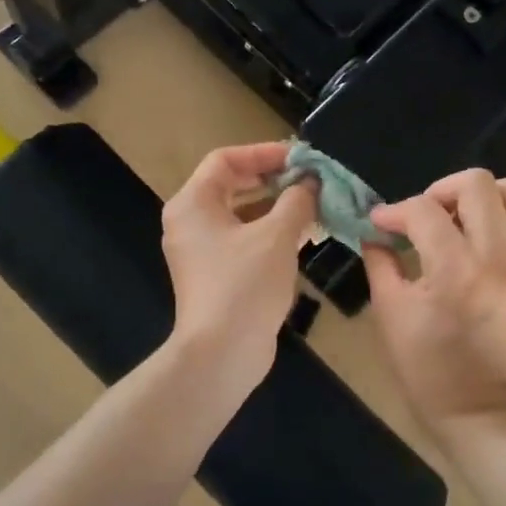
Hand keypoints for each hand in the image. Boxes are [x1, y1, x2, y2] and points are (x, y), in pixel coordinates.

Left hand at [161, 142, 318, 385]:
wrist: (222, 353)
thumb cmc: (245, 284)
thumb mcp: (277, 236)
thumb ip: (296, 201)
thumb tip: (310, 183)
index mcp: (193, 204)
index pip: (225, 159)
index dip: (264, 153)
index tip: (301, 158)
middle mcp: (191, 222)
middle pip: (232, 185)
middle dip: (273, 180)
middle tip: (310, 179)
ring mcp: (202, 252)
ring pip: (241, 215)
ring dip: (277, 207)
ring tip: (315, 204)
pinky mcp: (217, 275)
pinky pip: (244, 241)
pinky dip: (271, 234)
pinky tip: (305, 235)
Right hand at [362, 169, 505, 435]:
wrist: (476, 405)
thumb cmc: (424, 364)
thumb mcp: (389, 311)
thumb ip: (380, 260)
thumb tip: (376, 230)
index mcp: (455, 271)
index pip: (425, 211)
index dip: (395, 211)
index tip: (381, 222)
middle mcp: (499, 259)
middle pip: (479, 184)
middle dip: (442, 189)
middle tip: (426, 215)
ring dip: (484, 197)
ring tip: (461, 219)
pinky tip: (487, 236)